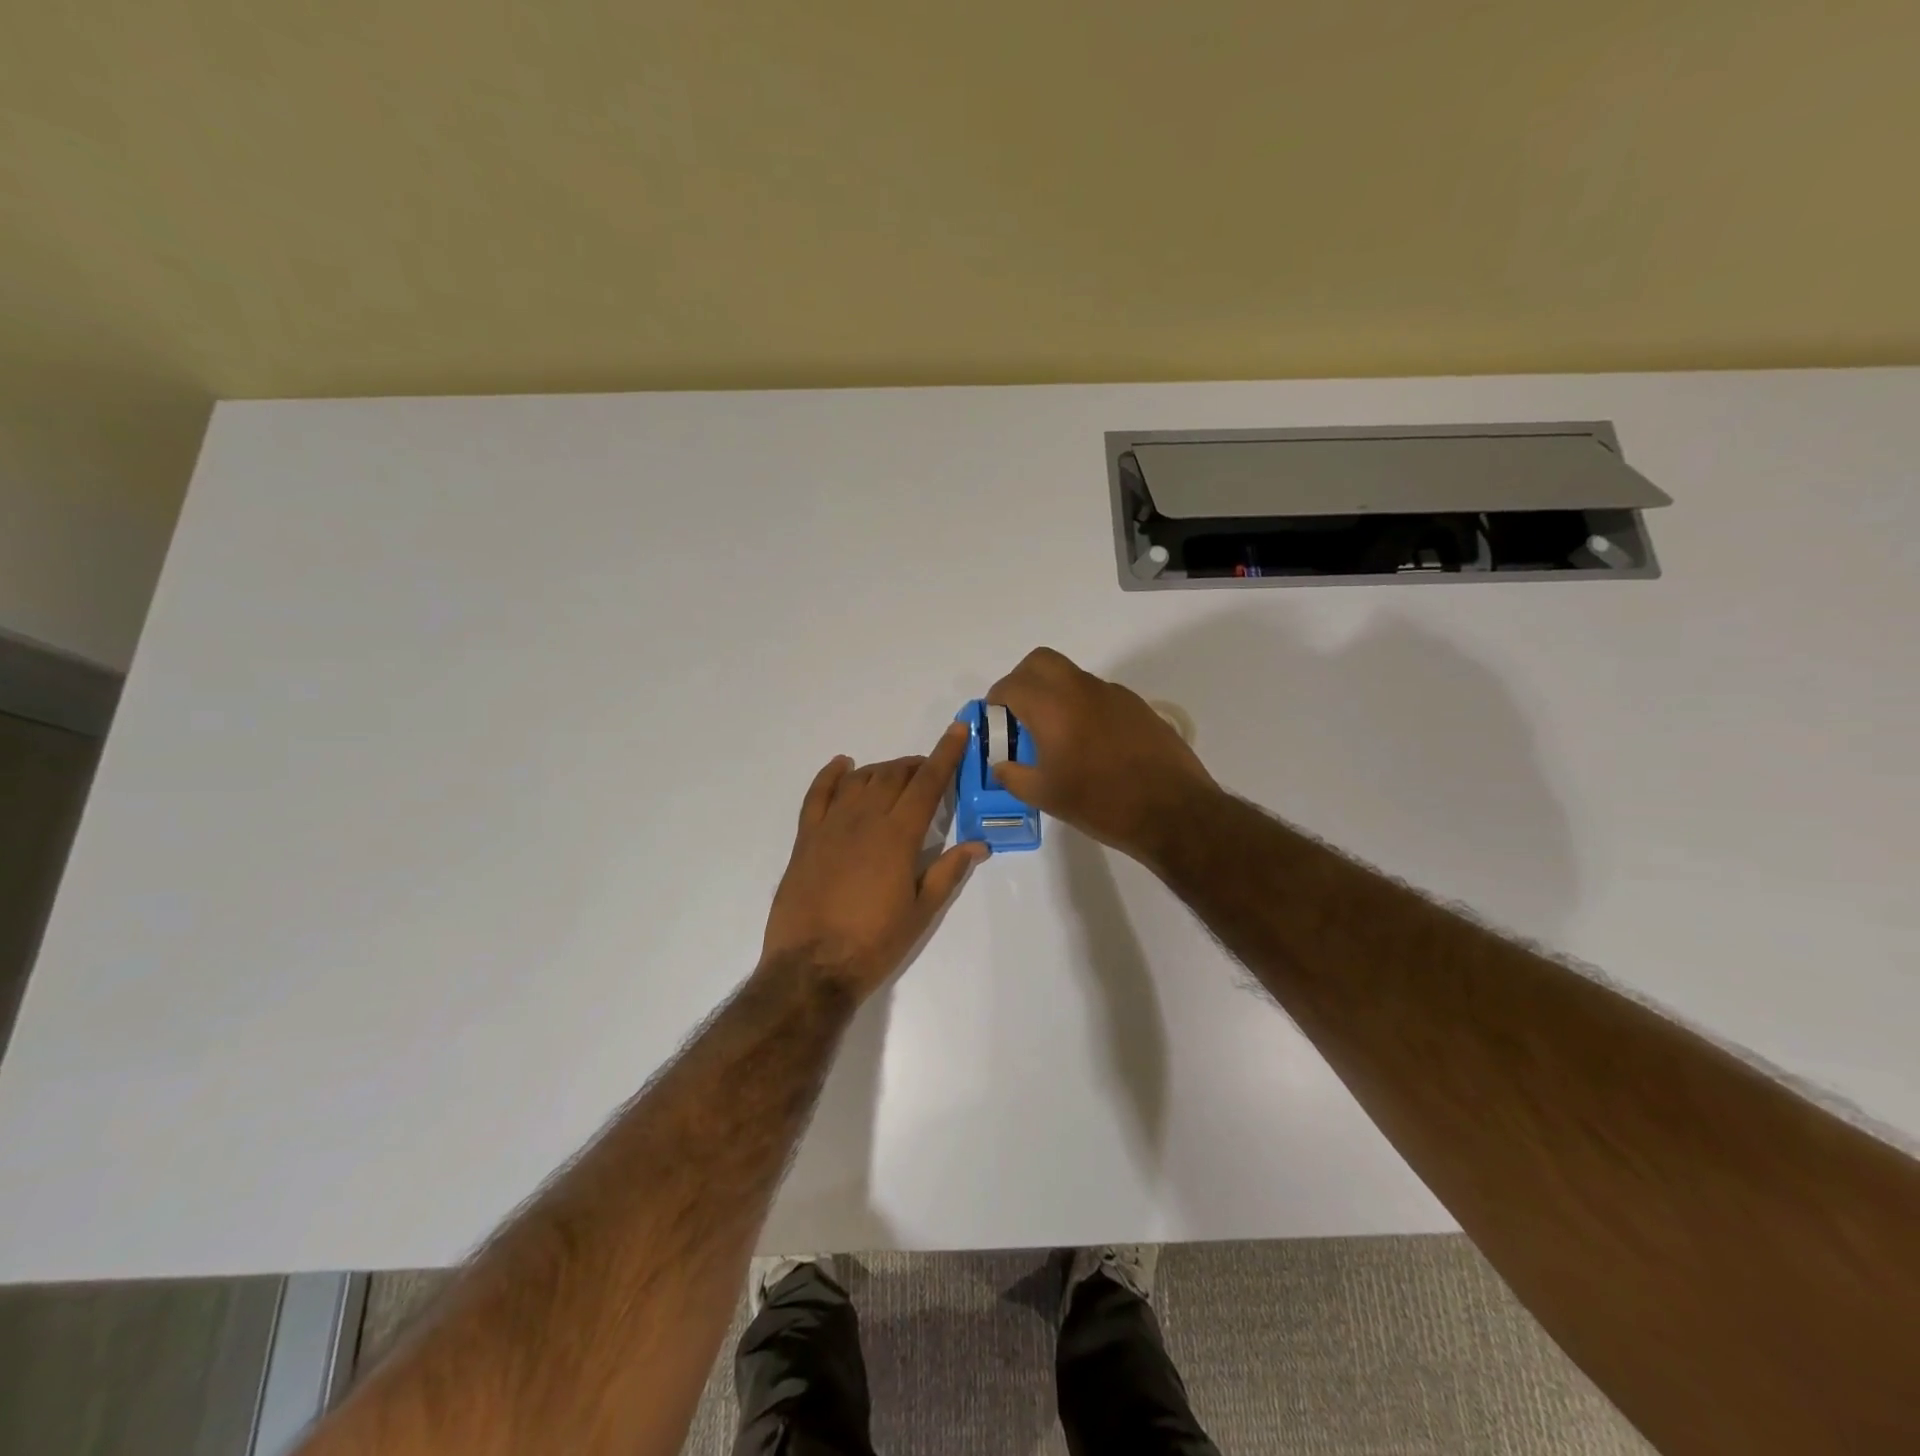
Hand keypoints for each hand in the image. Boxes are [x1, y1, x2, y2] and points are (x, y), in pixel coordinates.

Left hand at [761, 722, 987, 1001]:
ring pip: (861, 779)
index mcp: (898, 836)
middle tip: (929, 772)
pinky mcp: (806, 837)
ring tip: (895, 776)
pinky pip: (818, 793)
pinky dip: (831, 774)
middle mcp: (865, 819)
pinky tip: (843, 765)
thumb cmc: (874, 943)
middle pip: (894, 775)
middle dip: (916, 765)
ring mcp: (831, 825)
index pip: (928, 783)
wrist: (811, 967)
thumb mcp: (921, 912)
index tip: (957, 730)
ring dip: (882, 770)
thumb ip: (947, 872)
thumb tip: (978, 844)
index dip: (946, 754)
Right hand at [987, 647, 1216, 860]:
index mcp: (1053, 707)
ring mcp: (1114, 694)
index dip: (996, 700)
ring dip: (1054, 694)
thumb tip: (1001, 765)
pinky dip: (1082, 707)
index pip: (1012, 684)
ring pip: (1072, 677)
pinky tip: (1090, 745)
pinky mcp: (1137, 706)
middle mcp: (1081, 689)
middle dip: (1023, 681)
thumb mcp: (1046, 796)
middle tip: (1020, 715)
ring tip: (1055, 736)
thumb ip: (1014, 776)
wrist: (1173, 811)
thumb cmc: (1101, 803)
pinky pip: (1098, 694)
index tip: (995, 721)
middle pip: (1041, 662)